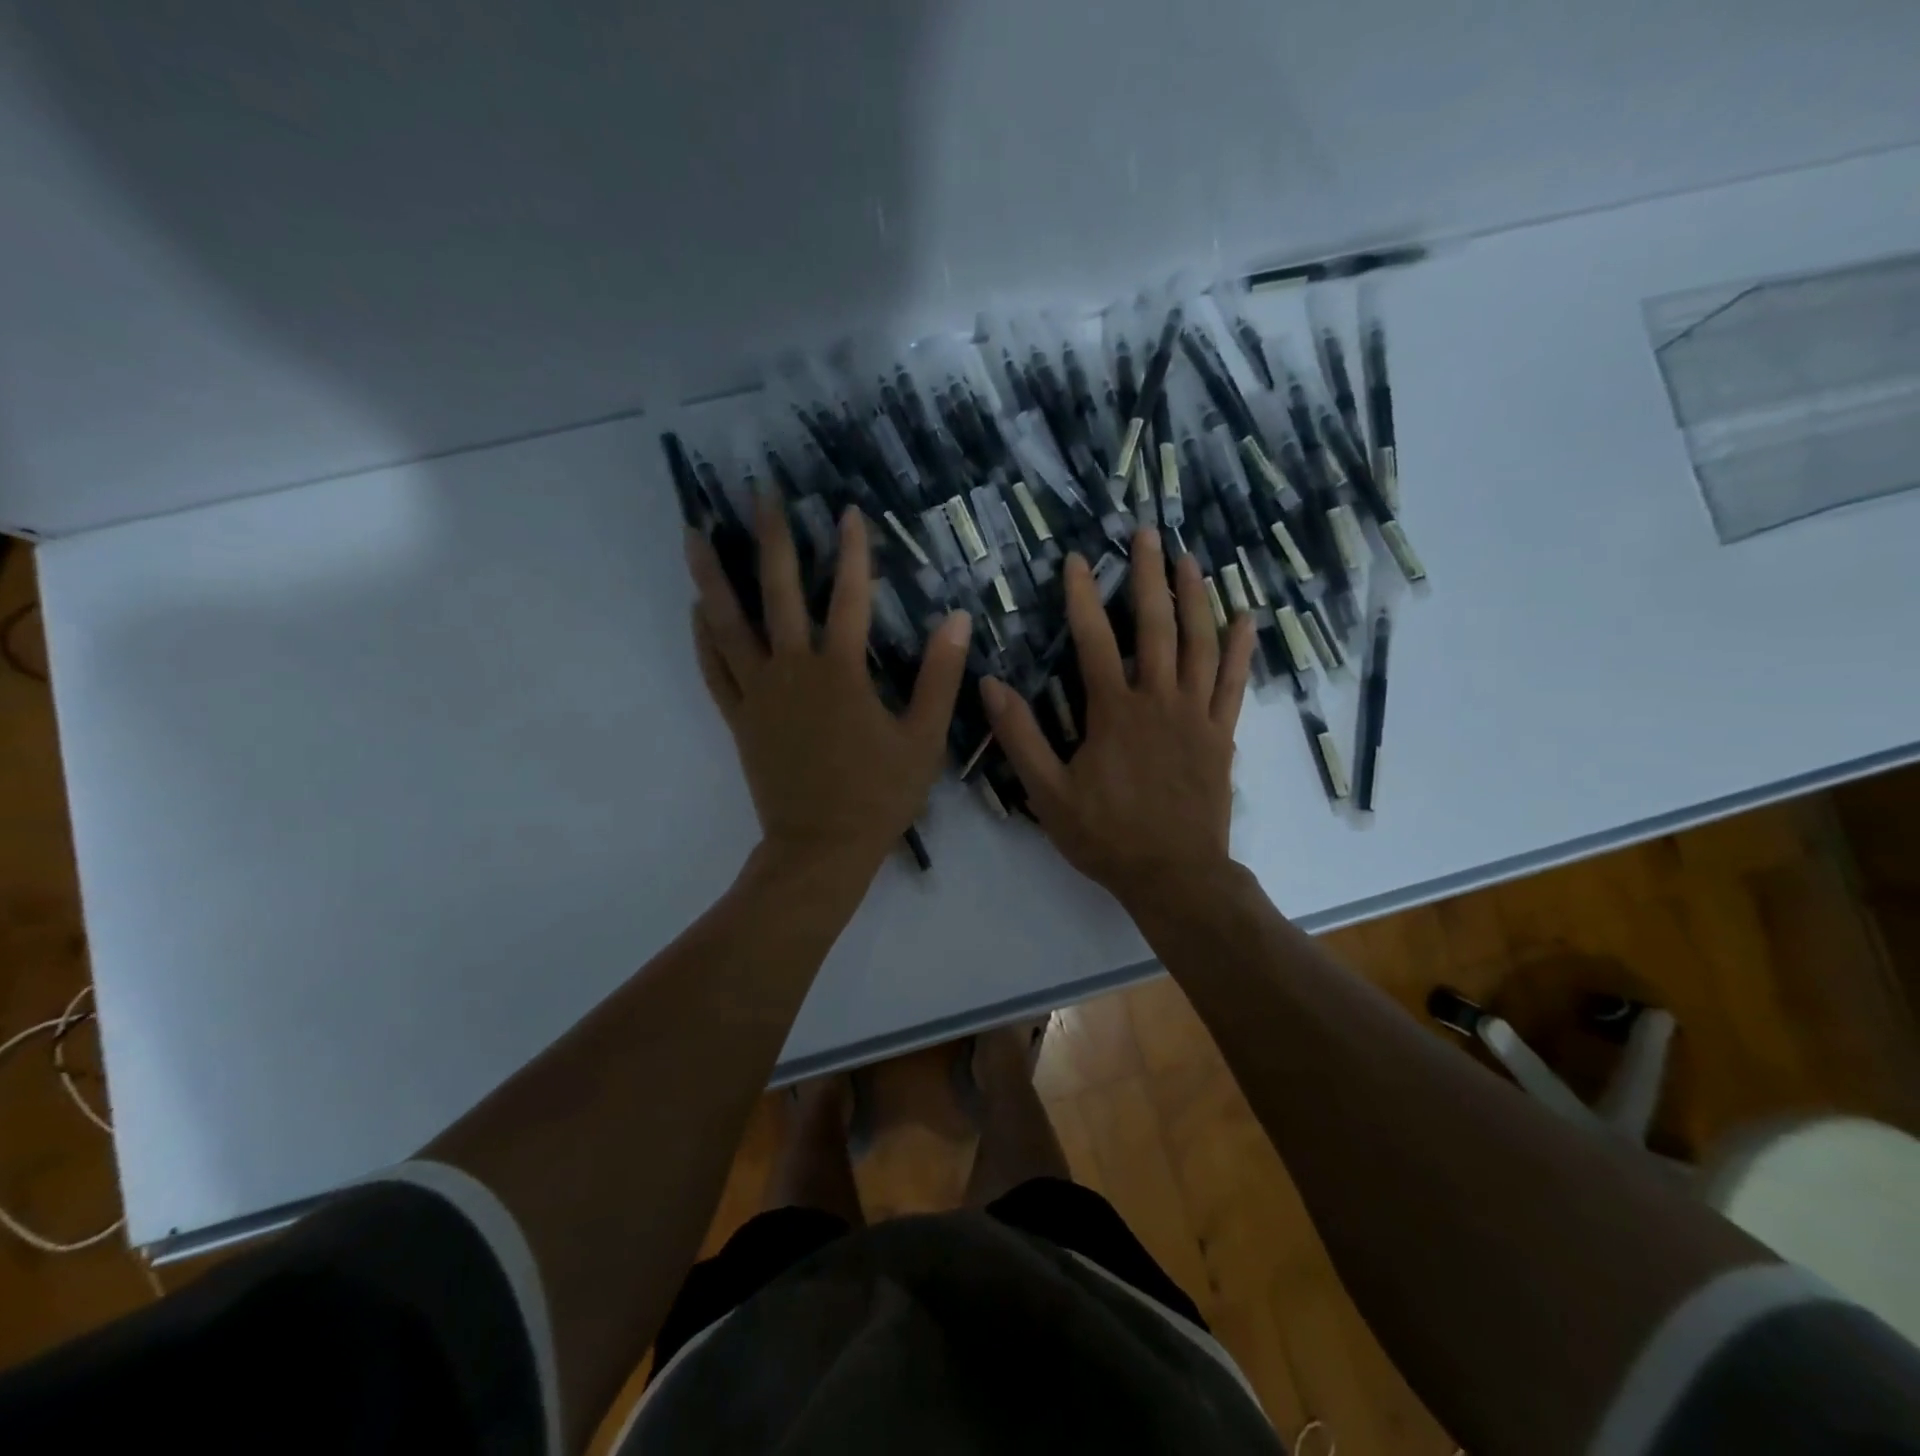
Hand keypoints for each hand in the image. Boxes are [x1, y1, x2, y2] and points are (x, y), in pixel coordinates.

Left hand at [687, 493, 970, 873]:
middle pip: (777, 593)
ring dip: (712, 576)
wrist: (822, 848)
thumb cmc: (879, 796)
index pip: (848, 598)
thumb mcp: (924, 740)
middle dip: (771, 538)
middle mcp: (793, 672)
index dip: (852, 552)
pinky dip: (703, 637)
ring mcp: (759, 695)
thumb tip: (957, 619)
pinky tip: (696, 608)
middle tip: (760, 492)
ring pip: (729, 624)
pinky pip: (715, 670)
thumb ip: (940, 678)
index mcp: (841, 673)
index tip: (848, 511)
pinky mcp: (739, 719)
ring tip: (694, 533)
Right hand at [980, 529, 1253, 912]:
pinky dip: (1240, 650)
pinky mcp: (1221, 735)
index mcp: (1114, 711)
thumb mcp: (1048, 793)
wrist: (1175, 875)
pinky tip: (1245, 618)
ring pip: (1200, 644)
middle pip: (1157, 626)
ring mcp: (1196, 715)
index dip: (1083, 597)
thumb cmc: (1107, 836)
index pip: (1095, 640)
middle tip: (1147, 534)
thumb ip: (1020, 737)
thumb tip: (991, 684)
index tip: (1077, 560)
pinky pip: (1234, 684)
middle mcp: (1159, 700)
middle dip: (1149, 576)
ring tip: (1191, 559)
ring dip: (1196, 597)